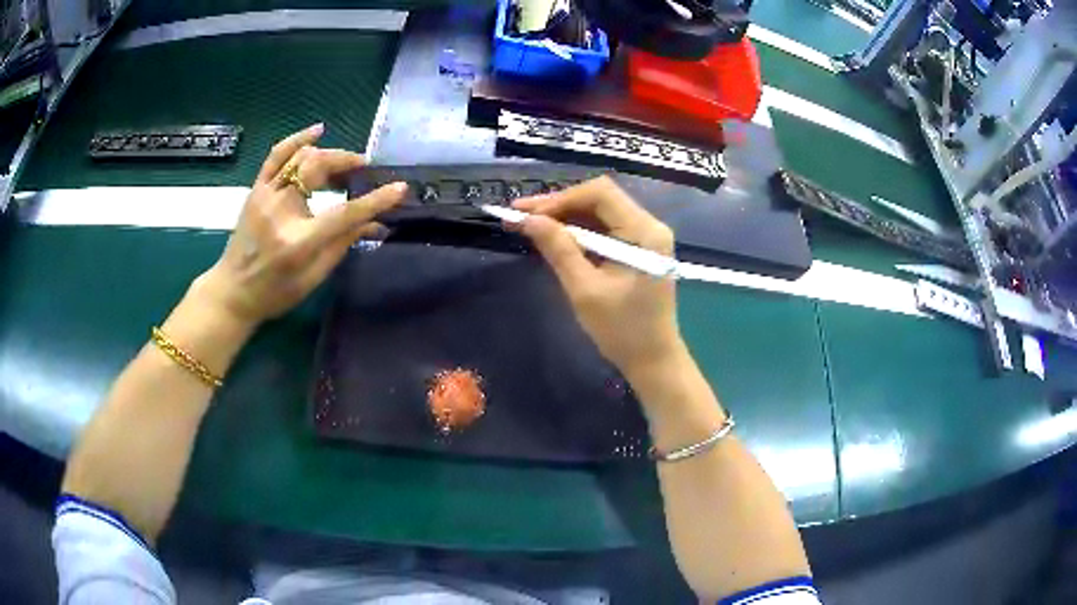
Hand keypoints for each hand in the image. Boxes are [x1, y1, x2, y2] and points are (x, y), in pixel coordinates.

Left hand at [194, 124, 406, 326]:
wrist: (232, 292)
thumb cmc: (275, 292)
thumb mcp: (313, 277)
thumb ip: (343, 244)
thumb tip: (376, 224)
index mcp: (297, 242)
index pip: (343, 214)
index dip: (374, 201)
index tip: (399, 188)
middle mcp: (280, 211)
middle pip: (318, 169)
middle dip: (347, 163)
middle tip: (363, 170)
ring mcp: (264, 196)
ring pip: (301, 158)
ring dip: (328, 155)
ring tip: (344, 164)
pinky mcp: (256, 189)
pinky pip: (277, 155)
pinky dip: (298, 139)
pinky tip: (318, 131)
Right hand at [514, 176, 684, 377]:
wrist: (653, 360)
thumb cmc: (622, 330)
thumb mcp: (585, 290)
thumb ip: (558, 249)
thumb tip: (527, 219)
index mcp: (645, 232)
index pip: (600, 193)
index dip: (560, 198)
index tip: (526, 213)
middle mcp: (649, 225)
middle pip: (600, 198)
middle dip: (559, 205)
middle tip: (520, 215)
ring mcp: (645, 236)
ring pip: (600, 212)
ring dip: (565, 216)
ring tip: (529, 223)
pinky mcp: (638, 248)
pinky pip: (605, 228)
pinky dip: (579, 230)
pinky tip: (553, 236)